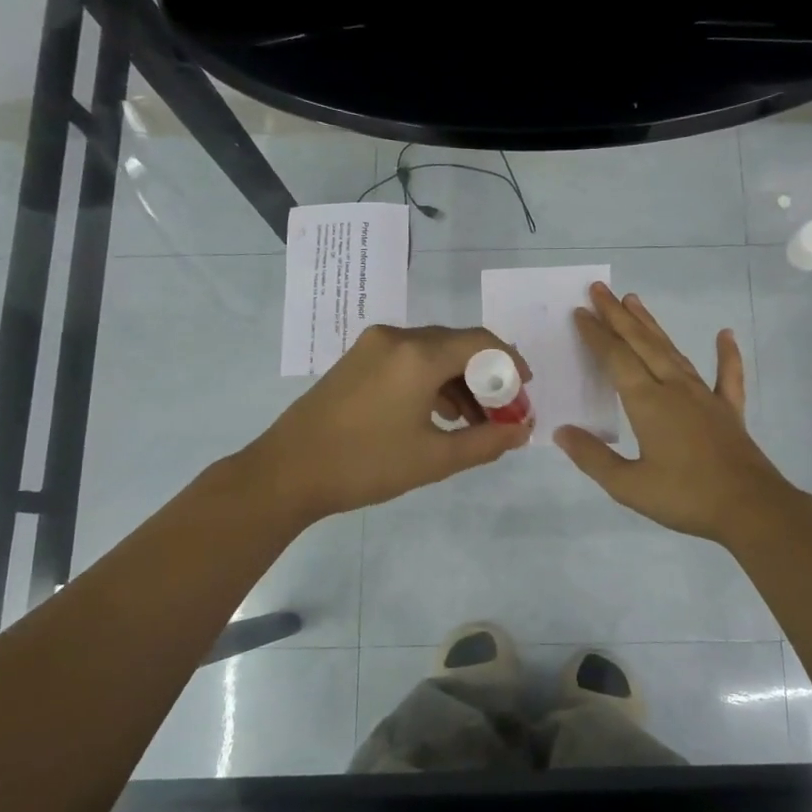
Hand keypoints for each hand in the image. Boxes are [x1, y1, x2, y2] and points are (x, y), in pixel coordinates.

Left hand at [247, 324, 531, 522]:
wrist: (286, 473)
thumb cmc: (366, 465)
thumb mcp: (435, 459)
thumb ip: (486, 441)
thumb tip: (522, 431)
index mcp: (418, 355)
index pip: (481, 342)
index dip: (510, 363)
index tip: (525, 391)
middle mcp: (397, 338)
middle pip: (457, 344)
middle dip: (486, 376)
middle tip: (502, 412)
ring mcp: (372, 346)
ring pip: (432, 353)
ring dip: (458, 380)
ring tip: (473, 421)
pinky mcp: (356, 360)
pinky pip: (407, 359)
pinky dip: (431, 380)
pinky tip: (438, 415)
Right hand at [554, 283, 798, 544]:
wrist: (750, 508)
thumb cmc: (685, 497)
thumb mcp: (629, 485)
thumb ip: (593, 457)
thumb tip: (562, 432)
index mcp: (648, 403)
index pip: (616, 359)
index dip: (596, 335)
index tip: (580, 312)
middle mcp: (674, 388)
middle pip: (642, 344)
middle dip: (618, 316)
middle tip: (601, 290)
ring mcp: (705, 396)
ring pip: (674, 351)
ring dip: (652, 326)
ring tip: (635, 302)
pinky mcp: (729, 410)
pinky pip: (727, 375)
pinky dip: (726, 354)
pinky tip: (725, 334)